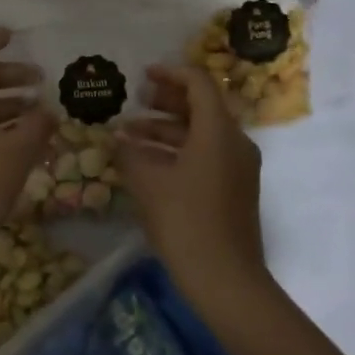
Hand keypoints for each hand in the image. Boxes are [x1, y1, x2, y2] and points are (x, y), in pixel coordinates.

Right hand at [114, 64, 267, 314]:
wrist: (227, 281)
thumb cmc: (186, 222)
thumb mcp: (148, 183)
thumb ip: (130, 152)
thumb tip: (117, 137)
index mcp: (218, 131)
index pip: (198, 83)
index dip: (169, 73)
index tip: (142, 76)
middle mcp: (234, 142)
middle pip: (201, 106)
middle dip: (165, 101)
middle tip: (135, 102)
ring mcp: (237, 167)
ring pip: (200, 132)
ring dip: (166, 129)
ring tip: (129, 135)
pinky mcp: (233, 189)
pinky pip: (205, 154)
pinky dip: (177, 150)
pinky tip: (146, 162)